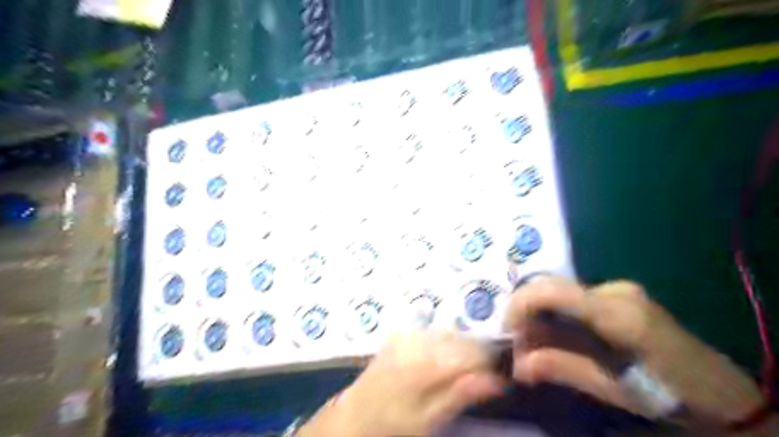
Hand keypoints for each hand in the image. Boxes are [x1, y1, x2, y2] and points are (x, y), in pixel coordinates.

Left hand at [295, 332, 501, 435]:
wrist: (356, 415)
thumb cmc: (394, 425)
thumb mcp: (429, 420)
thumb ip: (460, 395)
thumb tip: (495, 379)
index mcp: (428, 364)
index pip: (472, 354)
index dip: (491, 363)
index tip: (503, 377)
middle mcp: (419, 342)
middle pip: (462, 339)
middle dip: (479, 354)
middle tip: (487, 374)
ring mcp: (408, 335)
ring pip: (449, 333)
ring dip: (463, 347)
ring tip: (466, 367)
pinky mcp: (401, 335)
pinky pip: (432, 331)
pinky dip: (445, 342)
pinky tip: (445, 357)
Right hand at [506, 281, 765, 425]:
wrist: (721, 390)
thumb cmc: (670, 393)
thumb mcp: (616, 389)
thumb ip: (564, 369)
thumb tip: (517, 365)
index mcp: (618, 313)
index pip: (555, 291)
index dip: (521, 304)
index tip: (506, 328)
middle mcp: (615, 290)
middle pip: (553, 287)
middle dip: (526, 312)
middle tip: (516, 342)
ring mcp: (618, 289)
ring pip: (561, 291)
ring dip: (540, 314)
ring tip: (532, 343)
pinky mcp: (619, 294)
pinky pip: (574, 297)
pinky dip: (556, 314)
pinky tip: (554, 334)